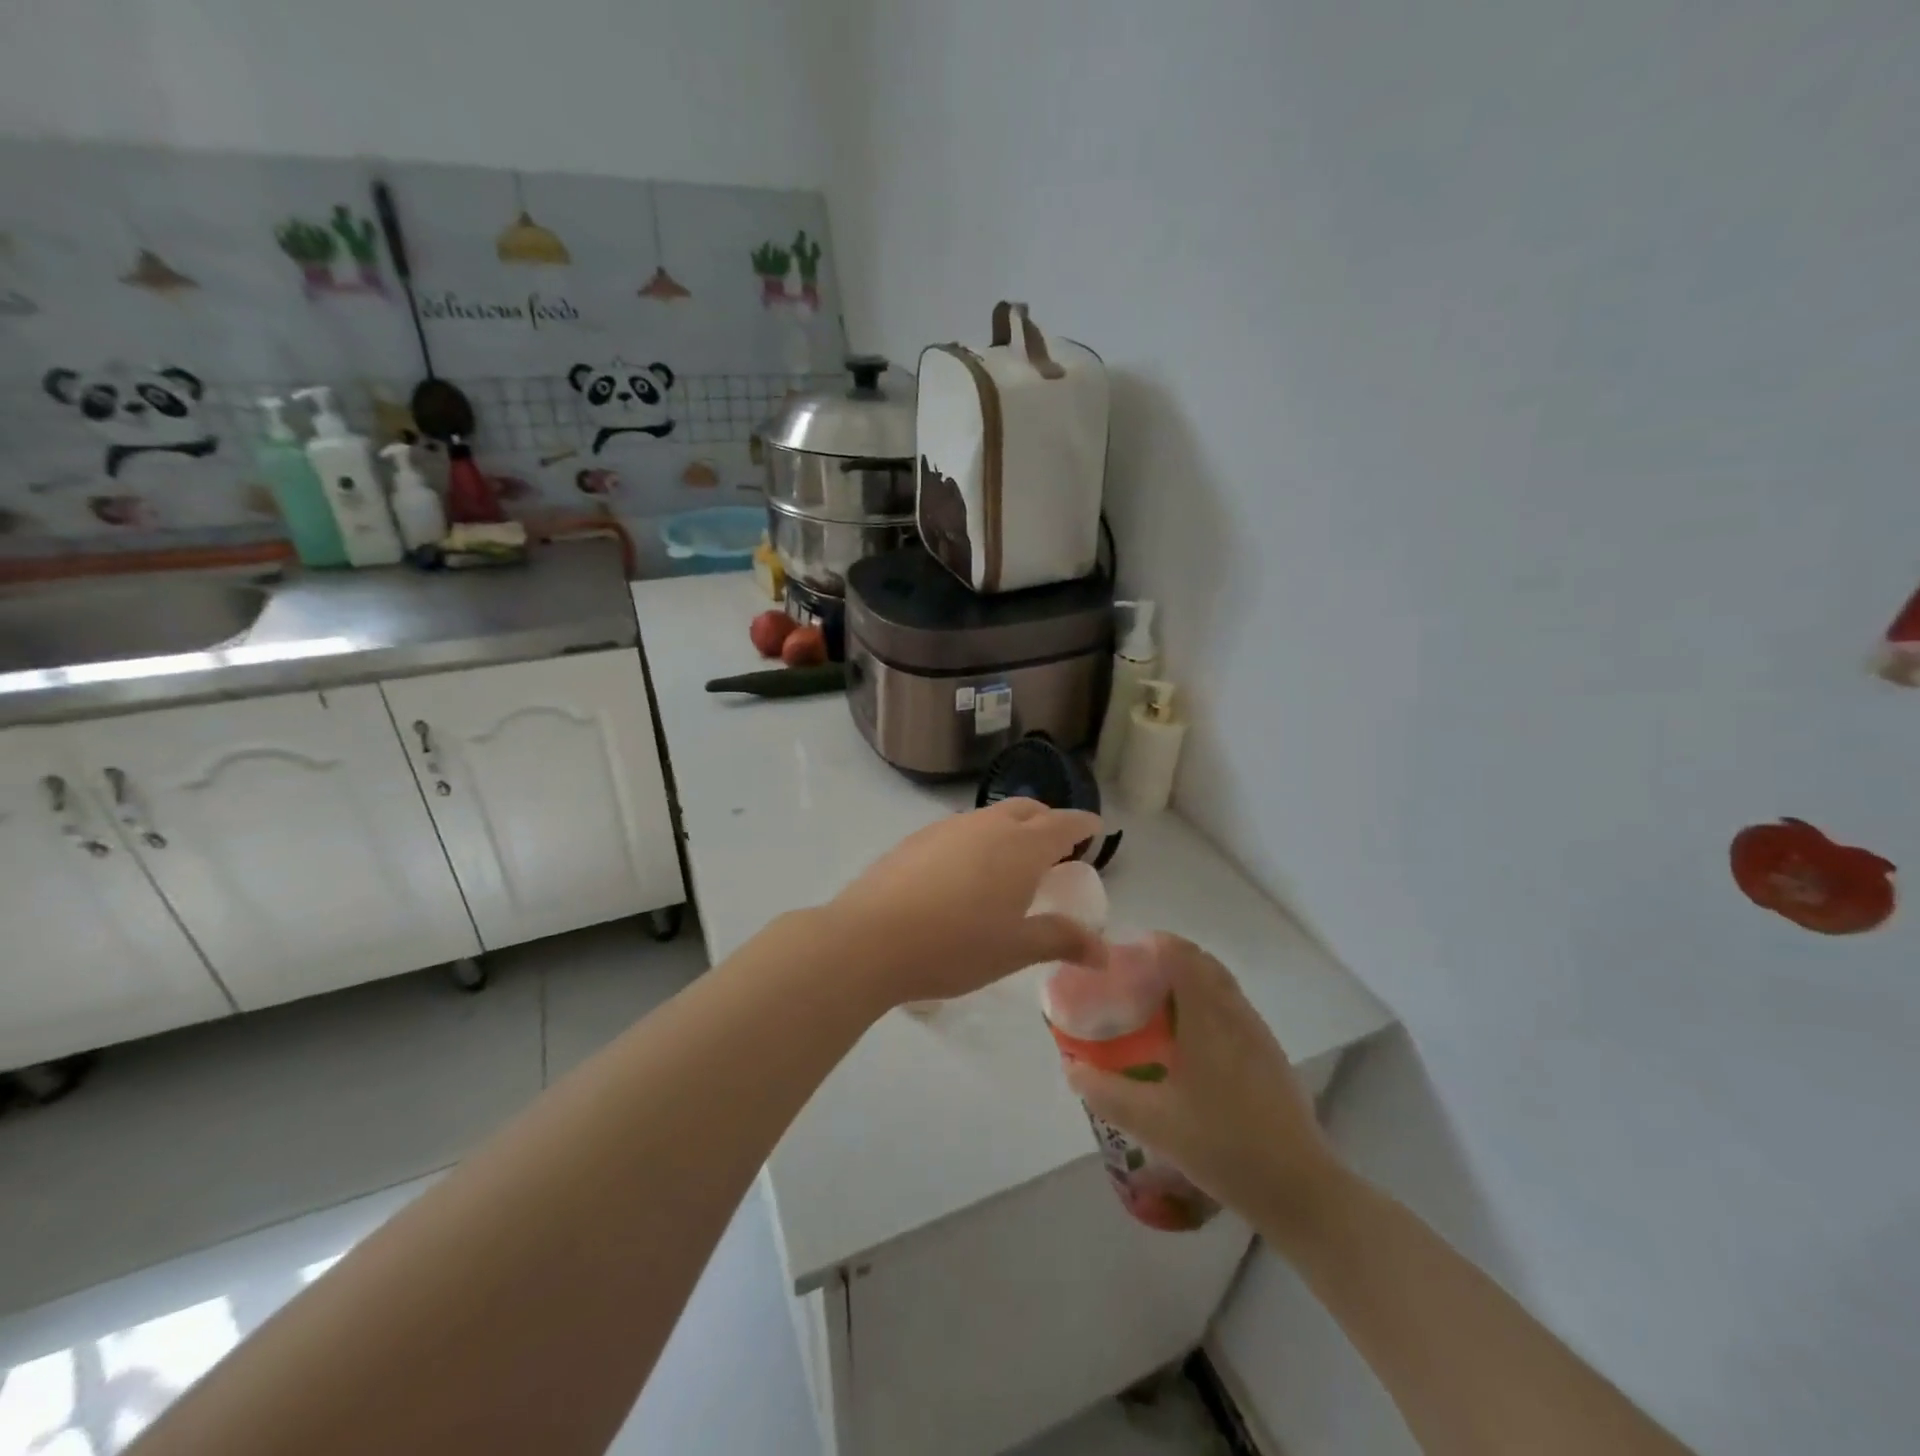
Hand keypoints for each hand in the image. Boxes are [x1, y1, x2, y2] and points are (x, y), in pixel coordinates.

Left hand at [828, 798, 1105, 1009]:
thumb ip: (1061, 940)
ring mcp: (947, 827)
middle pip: (1028, 809)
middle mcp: (987, 825)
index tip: (1095, 829)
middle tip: (1055, 848)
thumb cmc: (955, 946)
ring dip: (1010, 829)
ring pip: (990, 816)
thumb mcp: (1015, 949)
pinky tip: (963, 873)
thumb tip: (1104, 952)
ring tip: (1009, 862)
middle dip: (1048, 821)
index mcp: (1021, 846)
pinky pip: (960, 829)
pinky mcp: (916, 839)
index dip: (1083, 824)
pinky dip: (977, 840)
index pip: (1064, 823)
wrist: (870, 939)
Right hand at [1064, 935, 1343, 1225]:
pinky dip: (1206, 1007)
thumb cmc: (1223, 1145)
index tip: (1123, 956)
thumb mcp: (1152, 1122)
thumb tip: (1072, 1068)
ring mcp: (1258, 1035)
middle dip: (1167, 961)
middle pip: (1202, 964)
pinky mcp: (1270, 1057)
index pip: (1182, 954)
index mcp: (1209, 1016)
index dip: (1152, 944)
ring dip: (1188, 983)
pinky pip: (1232, 1010)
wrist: (1300, 1190)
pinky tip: (1188, 1045)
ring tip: (1154, 1008)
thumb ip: (1106, 1092)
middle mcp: (1236, 1013)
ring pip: (1220, 987)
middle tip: (1132, 981)